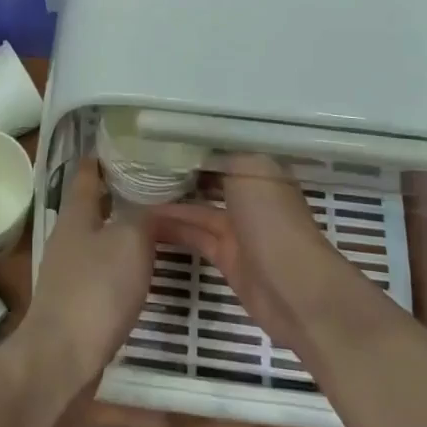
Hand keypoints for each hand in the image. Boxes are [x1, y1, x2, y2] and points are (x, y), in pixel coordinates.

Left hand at [18, 157, 159, 383]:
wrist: (62, 357)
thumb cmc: (96, 290)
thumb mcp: (130, 241)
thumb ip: (144, 216)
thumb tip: (154, 204)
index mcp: (76, 212)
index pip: (87, 171)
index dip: (104, 155)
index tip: (127, 143)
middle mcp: (68, 234)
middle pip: (95, 203)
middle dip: (121, 192)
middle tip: (157, 184)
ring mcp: (69, 268)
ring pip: (101, 235)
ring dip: (124, 228)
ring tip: (158, 223)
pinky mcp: (76, 298)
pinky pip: (103, 267)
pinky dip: (122, 260)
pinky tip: (143, 268)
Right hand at [148, 155, 339, 349]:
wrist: (294, 288)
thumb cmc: (272, 220)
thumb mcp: (250, 170)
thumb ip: (222, 157)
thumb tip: (196, 151)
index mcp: (261, 171)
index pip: (222, 151)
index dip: (193, 145)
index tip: (159, 138)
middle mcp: (251, 196)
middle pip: (209, 179)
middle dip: (179, 173)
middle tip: (138, 164)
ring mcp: (239, 229)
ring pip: (198, 209)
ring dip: (170, 202)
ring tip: (132, 193)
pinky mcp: (227, 258)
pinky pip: (195, 236)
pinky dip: (173, 229)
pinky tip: (145, 222)